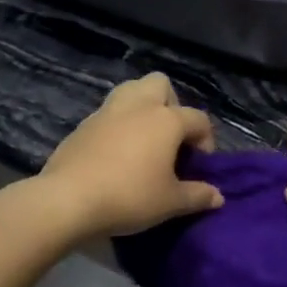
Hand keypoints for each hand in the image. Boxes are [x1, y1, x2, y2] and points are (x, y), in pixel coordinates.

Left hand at [41, 74, 222, 237]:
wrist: (68, 200)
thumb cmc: (129, 196)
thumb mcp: (170, 203)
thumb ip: (197, 196)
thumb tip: (218, 197)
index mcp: (166, 120)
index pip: (198, 119)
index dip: (206, 140)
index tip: (199, 165)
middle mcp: (139, 106)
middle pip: (161, 84)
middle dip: (171, 104)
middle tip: (170, 137)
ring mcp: (107, 112)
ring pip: (130, 90)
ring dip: (142, 106)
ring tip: (144, 138)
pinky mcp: (83, 125)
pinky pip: (108, 113)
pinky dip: (118, 125)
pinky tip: (116, 153)